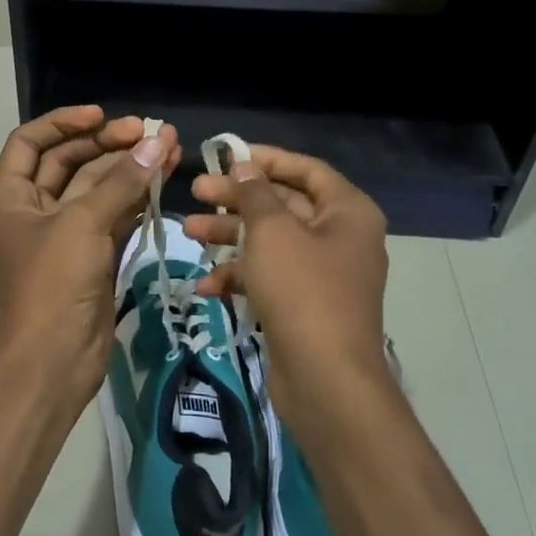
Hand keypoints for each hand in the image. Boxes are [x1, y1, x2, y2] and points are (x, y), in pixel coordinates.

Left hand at [0, 106, 179, 405]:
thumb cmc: (52, 282)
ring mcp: (65, 234)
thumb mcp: (82, 224)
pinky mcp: (92, 255)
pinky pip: (115, 215)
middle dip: (108, 144)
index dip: (64, 123)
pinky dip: (137, 197)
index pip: (30, 142)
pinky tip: (165, 177)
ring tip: (169, 145)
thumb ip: (121, 181)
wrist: (53, 359)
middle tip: (148, 132)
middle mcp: (34, 210)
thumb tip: (157, 141)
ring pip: (98, 189)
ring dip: (130, 168)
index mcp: (10, 197)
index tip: (102, 117)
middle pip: (69, 162)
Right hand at [184, 147, 389, 430]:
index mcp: (347, 211)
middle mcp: (340, 237)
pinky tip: (205, 285)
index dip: (265, 159)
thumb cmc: (302, 290)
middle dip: (237, 199)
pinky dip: (240, 276)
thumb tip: (244, 166)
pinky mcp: (304, 305)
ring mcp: (323, 274)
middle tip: (196, 191)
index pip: (305, 169)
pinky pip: (270, 277)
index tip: (226, 156)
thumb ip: (254, 193)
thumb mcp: (272, 231)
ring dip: (230, 236)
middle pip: (283, 204)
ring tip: (188, 232)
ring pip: (271, 241)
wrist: (326, 380)